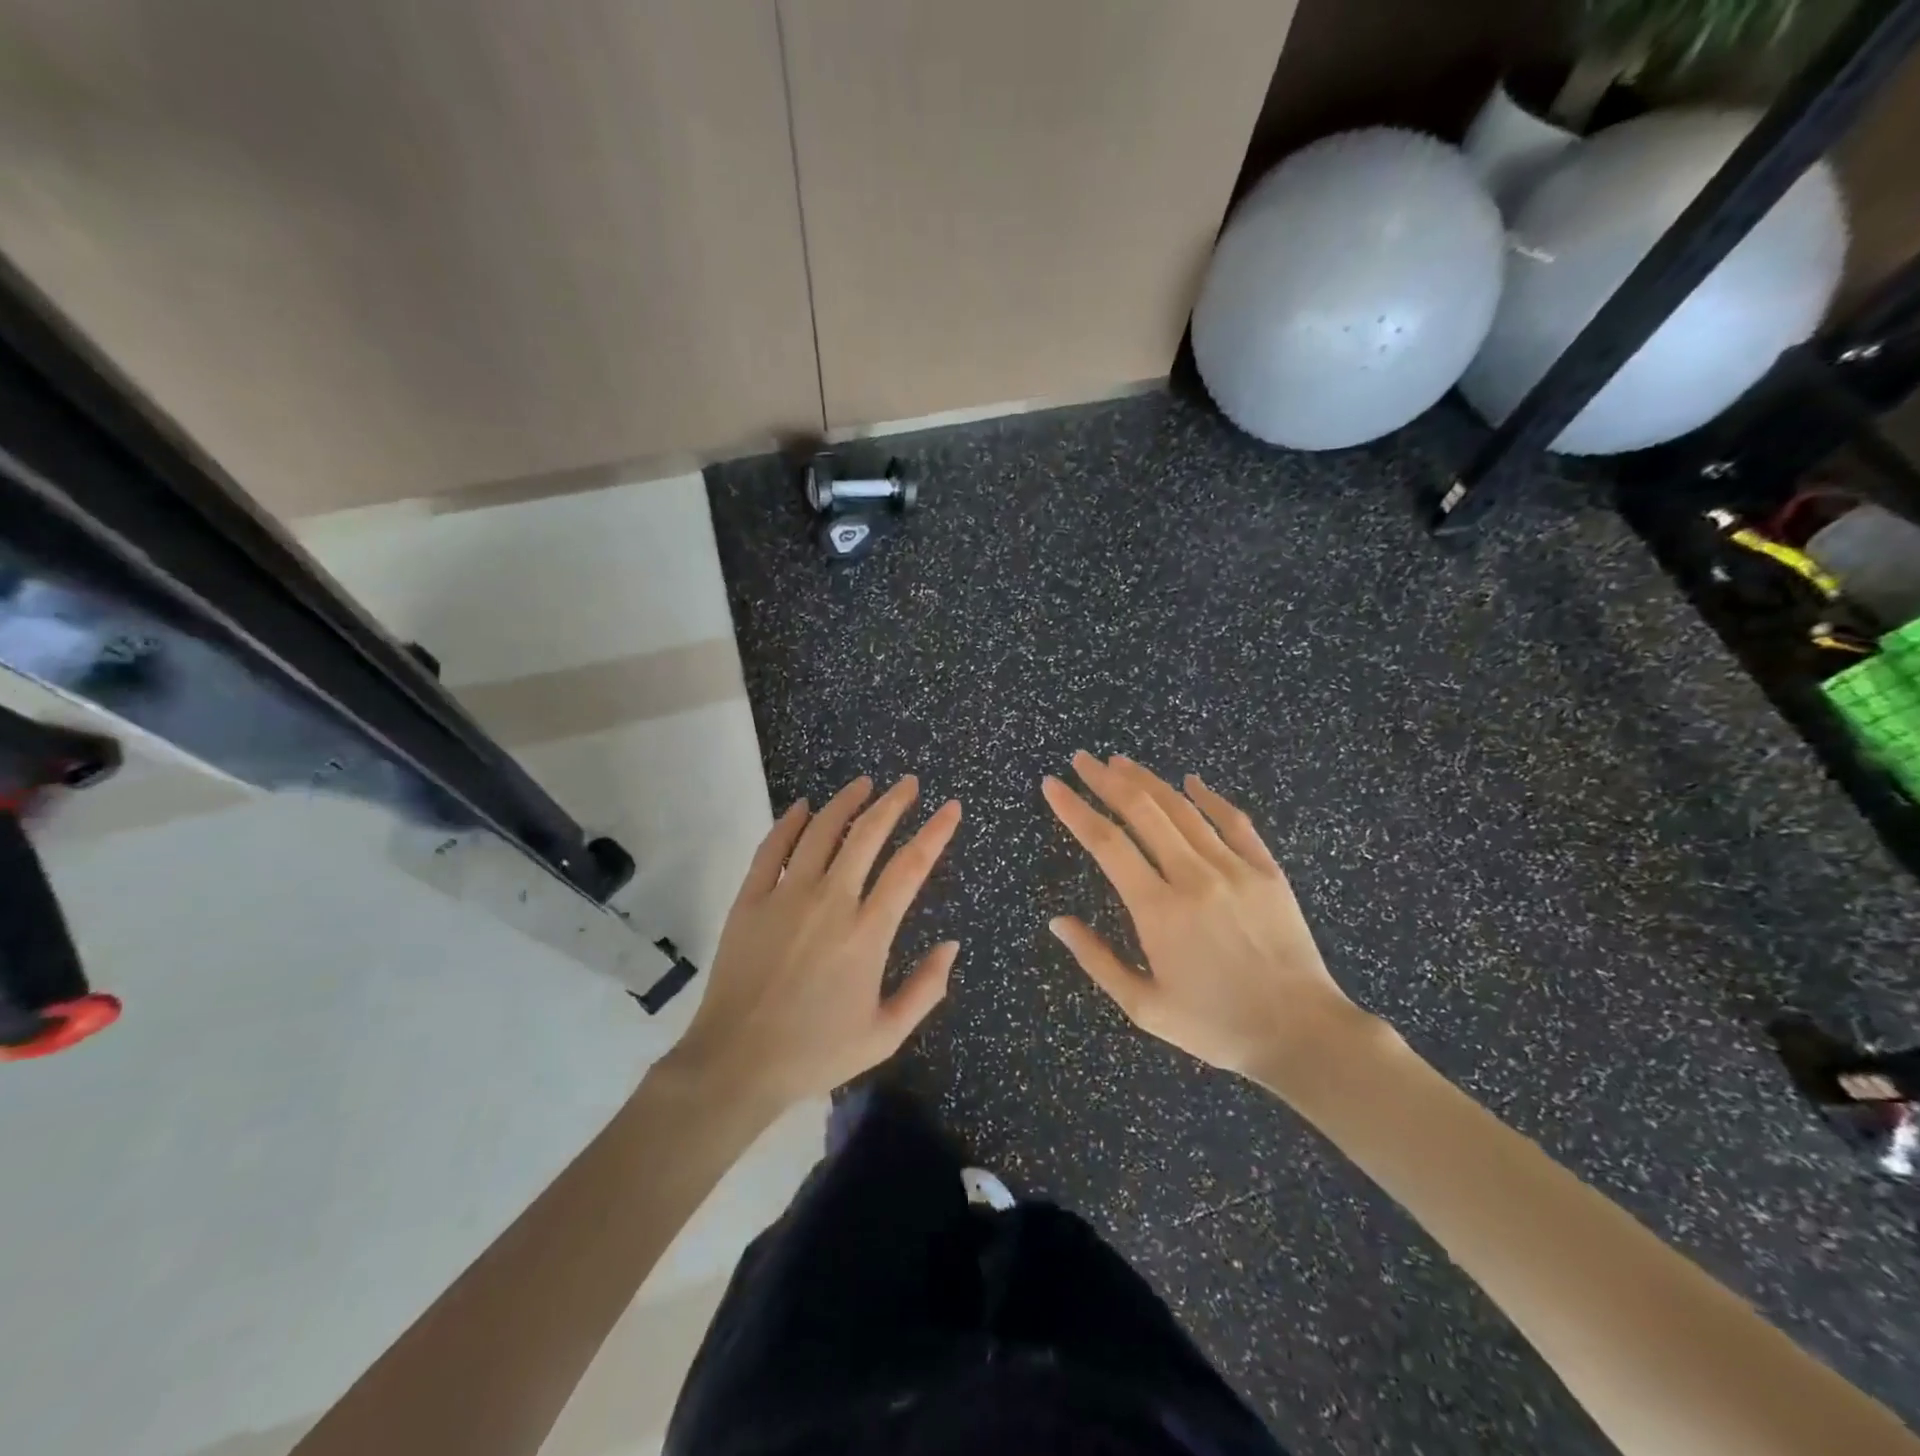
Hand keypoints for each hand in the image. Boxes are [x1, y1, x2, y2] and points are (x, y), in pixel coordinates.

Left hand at [668, 775, 961, 1109]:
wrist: (736, 1064)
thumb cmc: (816, 1053)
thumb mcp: (885, 1035)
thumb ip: (926, 988)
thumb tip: (952, 945)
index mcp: (867, 933)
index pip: (910, 867)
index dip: (935, 832)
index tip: (950, 808)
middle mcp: (830, 902)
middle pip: (867, 835)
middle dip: (893, 803)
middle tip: (908, 784)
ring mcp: (785, 896)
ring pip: (820, 832)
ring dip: (845, 802)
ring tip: (863, 784)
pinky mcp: (750, 900)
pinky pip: (772, 849)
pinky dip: (790, 822)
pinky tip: (803, 807)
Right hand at [1042, 753, 1364, 1081]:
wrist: (1303, 1034)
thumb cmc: (1216, 1025)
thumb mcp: (1144, 1006)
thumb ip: (1097, 960)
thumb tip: (1057, 922)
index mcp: (1158, 910)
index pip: (1106, 843)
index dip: (1074, 809)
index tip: (1052, 786)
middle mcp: (1194, 877)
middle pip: (1143, 811)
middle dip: (1106, 780)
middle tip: (1082, 759)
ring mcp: (1235, 869)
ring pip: (1183, 809)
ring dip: (1148, 780)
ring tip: (1120, 762)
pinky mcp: (1267, 871)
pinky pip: (1234, 822)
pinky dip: (1209, 798)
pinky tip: (1191, 781)